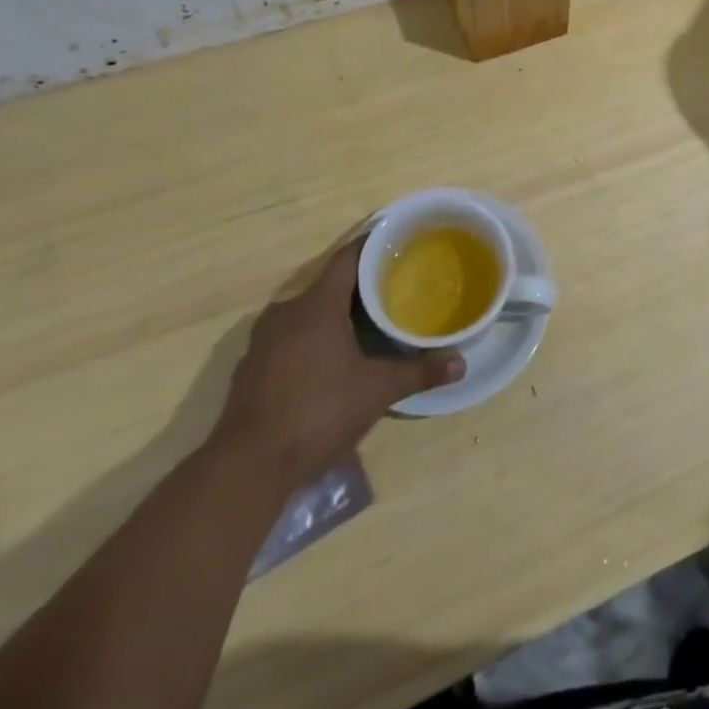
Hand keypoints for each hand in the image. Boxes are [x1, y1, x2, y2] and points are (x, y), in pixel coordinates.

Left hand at [209, 238, 460, 487]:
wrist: (247, 466)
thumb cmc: (318, 411)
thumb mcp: (377, 391)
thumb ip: (419, 373)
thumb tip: (461, 364)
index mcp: (317, 304)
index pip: (349, 257)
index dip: (374, 245)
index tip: (398, 242)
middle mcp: (287, 312)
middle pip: (329, 284)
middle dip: (360, 285)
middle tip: (393, 287)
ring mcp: (263, 341)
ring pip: (307, 313)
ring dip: (334, 315)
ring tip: (367, 323)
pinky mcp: (251, 369)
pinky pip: (289, 339)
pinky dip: (312, 340)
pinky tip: (331, 361)